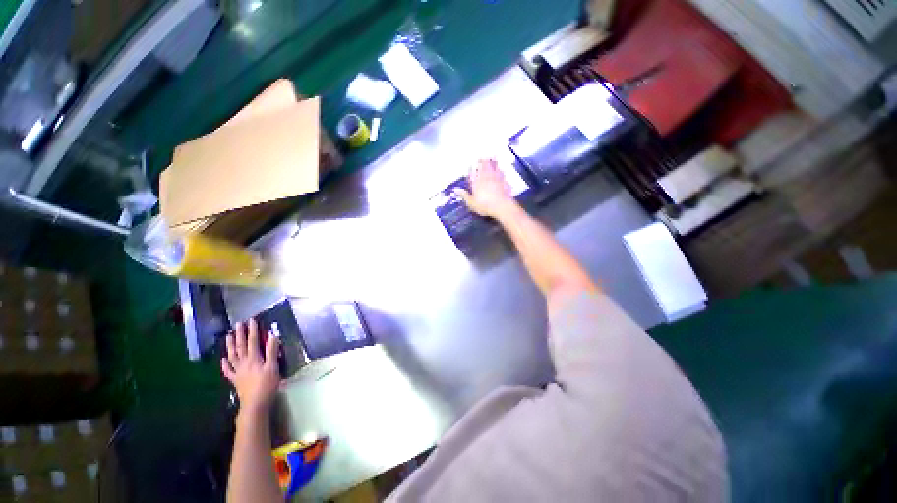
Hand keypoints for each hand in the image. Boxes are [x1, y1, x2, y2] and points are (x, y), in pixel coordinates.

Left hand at [221, 319, 280, 416]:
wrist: (255, 404)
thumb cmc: (267, 384)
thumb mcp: (273, 367)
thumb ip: (272, 351)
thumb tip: (272, 335)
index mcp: (254, 358)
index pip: (253, 341)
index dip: (252, 330)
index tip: (251, 320)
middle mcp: (244, 362)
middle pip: (240, 346)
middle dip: (240, 334)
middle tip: (238, 324)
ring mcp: (238, 371)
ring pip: (232, 356)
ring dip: (230, 345)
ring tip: (228, 336)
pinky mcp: (235, 380)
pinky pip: (228, 371)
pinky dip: (225, 364)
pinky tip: (223, 359)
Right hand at [454, 159, 515, 218]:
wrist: (501, 206)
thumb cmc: (484, 205)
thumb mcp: (471, 203)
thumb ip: (464, 195)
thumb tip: (456, 190)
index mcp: (477, 182)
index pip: (473, 172)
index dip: (471, 168)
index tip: (470, 165)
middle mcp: (486, 177)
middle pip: (484, 166)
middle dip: (482, 161)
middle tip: (481, 157)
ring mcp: (496, 178)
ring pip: (493, 167)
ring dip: (492, 162)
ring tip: (492, 157)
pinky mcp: (504, 182)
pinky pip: (502, 173)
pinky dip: (500, 170)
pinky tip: (501, 169)